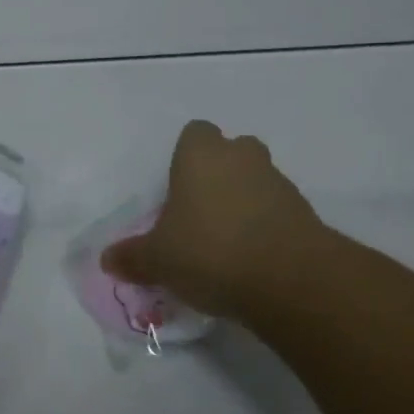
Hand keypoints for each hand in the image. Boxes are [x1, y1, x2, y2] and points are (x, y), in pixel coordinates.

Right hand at [101, 120, 343, 327]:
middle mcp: (241, 158)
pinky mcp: (306, 213)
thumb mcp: (158, 260)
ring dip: (245, 201)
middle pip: (231, 151)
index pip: (194, 133)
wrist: (292, 280)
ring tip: (226, 241)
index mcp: (200, 155)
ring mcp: (278, 183)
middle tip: (200, 210)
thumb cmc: (210, 251)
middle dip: (219, 173)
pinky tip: (252, 259)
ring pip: (257, 180)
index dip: (185, 156)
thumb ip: (133, 257)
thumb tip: (107, 260)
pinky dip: (267, 226)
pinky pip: (278, 211)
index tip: (177, 187)